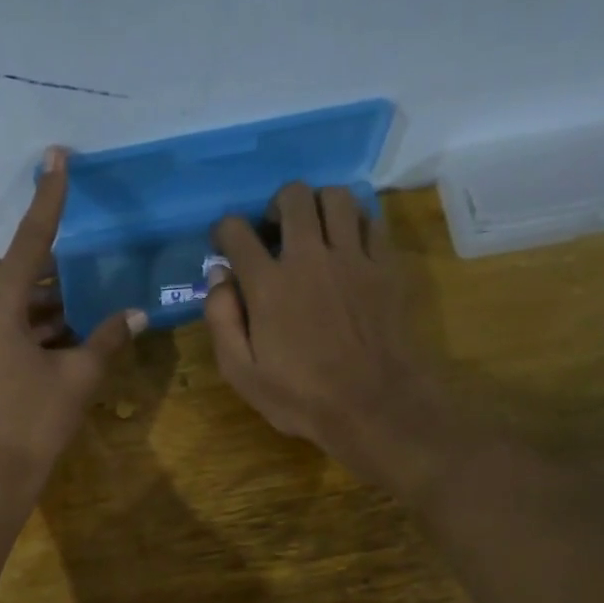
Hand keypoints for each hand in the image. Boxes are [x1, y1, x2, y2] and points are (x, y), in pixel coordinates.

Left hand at [0, 147, 144, 500]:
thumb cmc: (33, 425)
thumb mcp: (77, 378)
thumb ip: (107, 339)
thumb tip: (136, 314)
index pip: (31, 242)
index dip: (48, 199)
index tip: (55, 157)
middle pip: (17, 277)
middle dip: (53, 277)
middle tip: (86, 276)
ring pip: (5, 306)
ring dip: (41, 307)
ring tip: (80, 310)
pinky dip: (23, 328)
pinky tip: (56, 336)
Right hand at [203, 183, 434, 487]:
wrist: (374, 406)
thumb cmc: (301, 397)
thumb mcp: (241, 373)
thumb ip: (221, 320)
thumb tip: (218, 275)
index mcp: (268, 284)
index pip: (236, 231)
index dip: (224, 231)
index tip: (225, 245)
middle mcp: (309, 257)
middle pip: (293, 196)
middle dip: (275, 206)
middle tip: (274, 232)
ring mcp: (352, 257)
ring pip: (336, 197)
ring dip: (318, 205)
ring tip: (314, 232)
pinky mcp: (385, 266)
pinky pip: (371, 220)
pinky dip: (354, 222)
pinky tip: (347, 245)